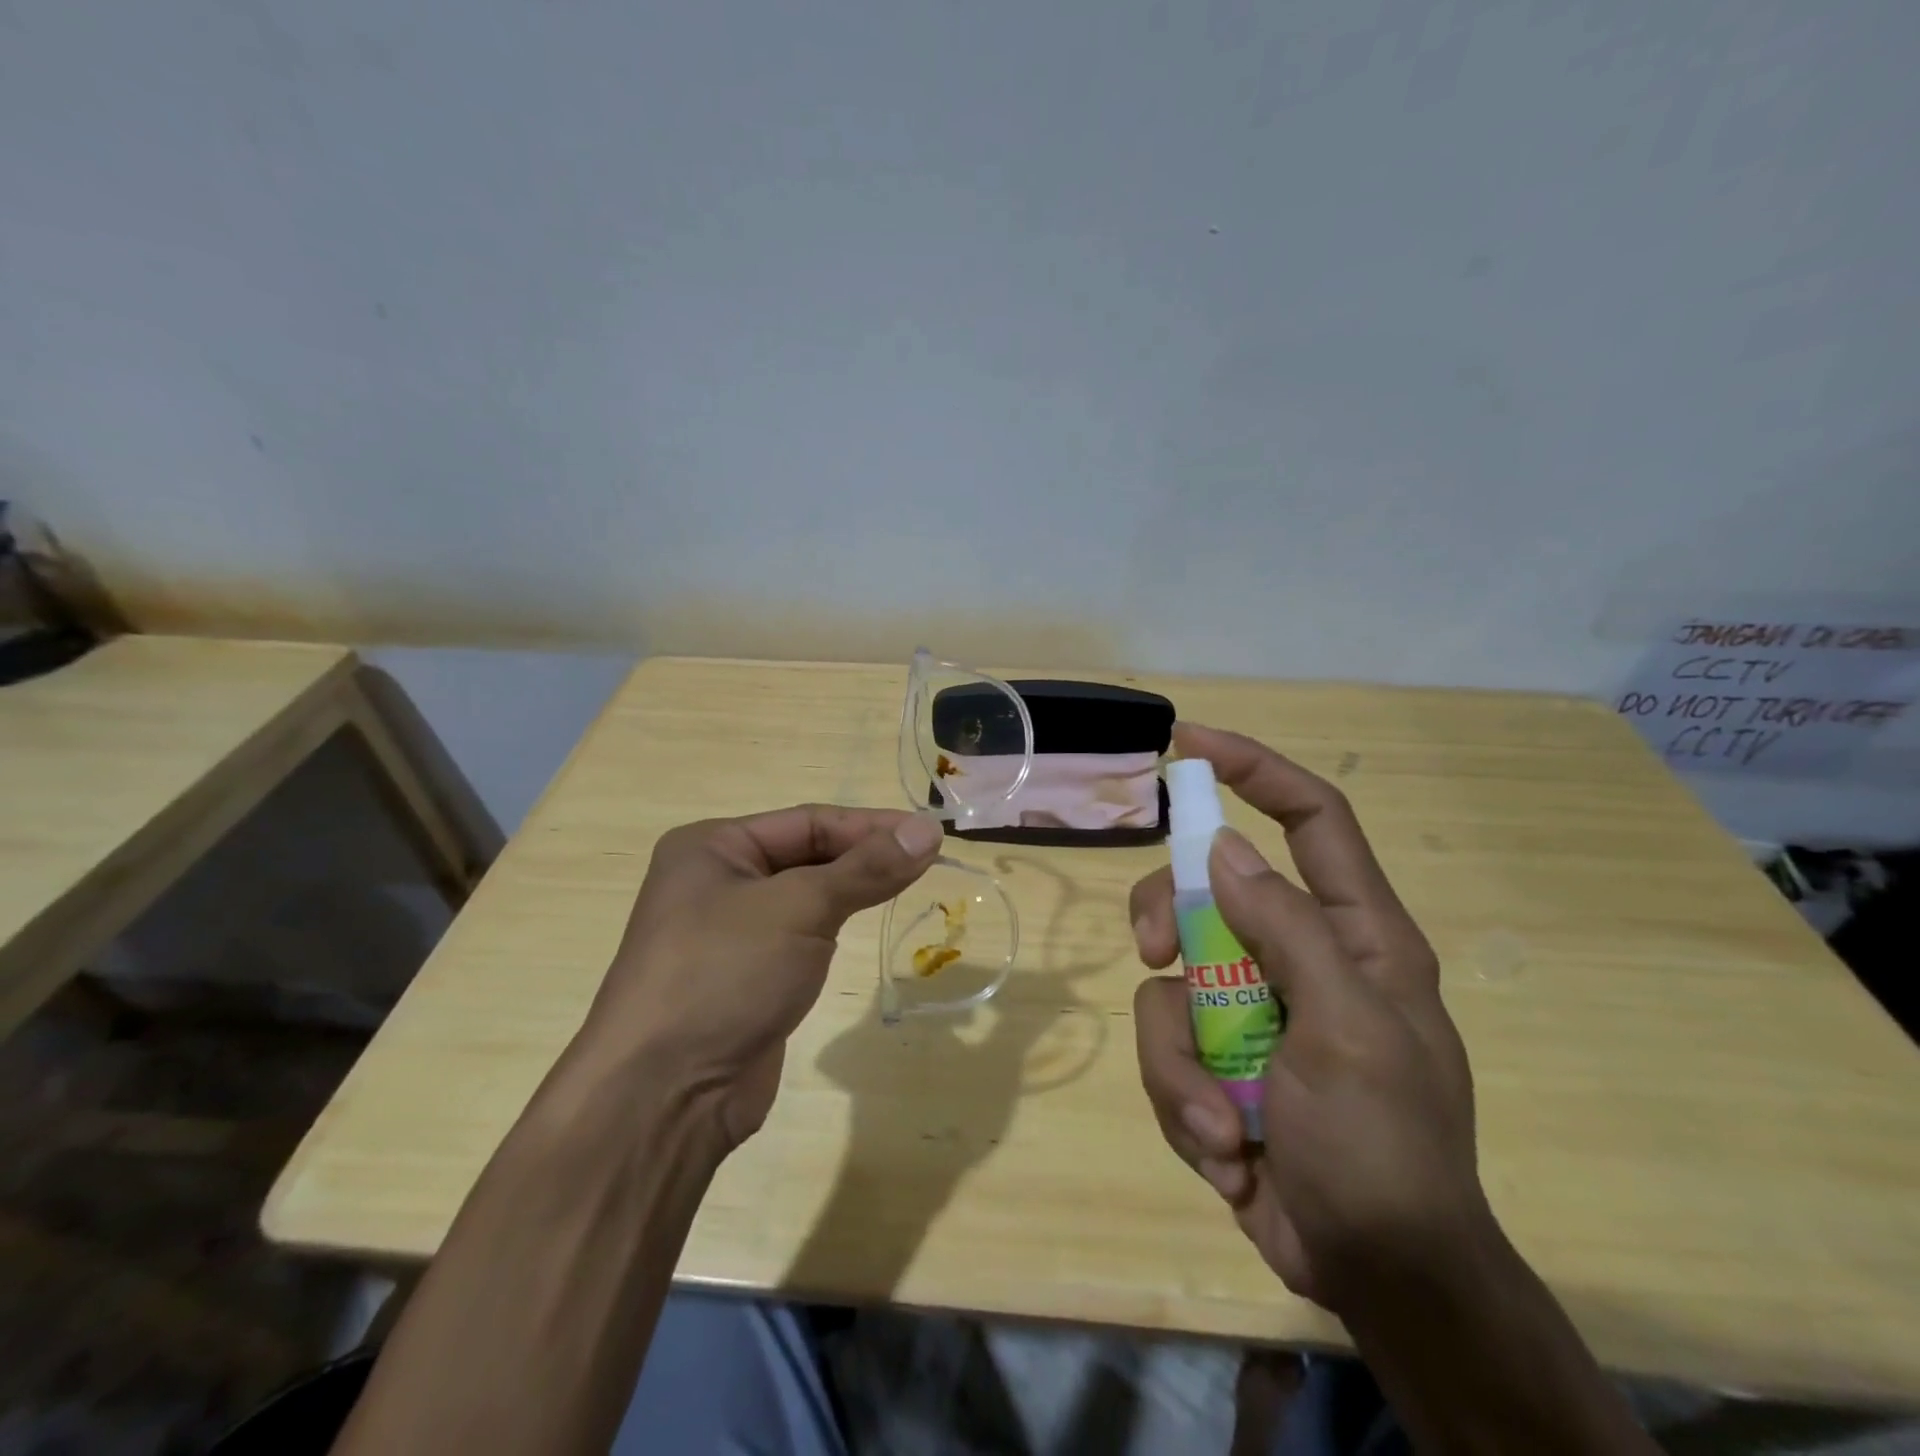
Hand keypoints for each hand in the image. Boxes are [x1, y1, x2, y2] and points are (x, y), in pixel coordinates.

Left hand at [573, 805, 943, 1148]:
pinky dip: (834, 925)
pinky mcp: (747, 975)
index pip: (808, 822)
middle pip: (807, 854)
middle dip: (863, 856)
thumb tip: (928, 829)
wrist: (664, 1095)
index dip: (870, 826)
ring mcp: (730, 931)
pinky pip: (800, 935)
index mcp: (712, 847)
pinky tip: (866, 921)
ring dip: (853, 888)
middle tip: (927, 861)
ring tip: (908, 883)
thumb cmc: (724, 974)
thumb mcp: (799, 908)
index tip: (928, 835)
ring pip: (806, 895)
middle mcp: (717, 880)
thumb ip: (866, 868)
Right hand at [1131, 724, 1487, 1315]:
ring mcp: (1249, 1007)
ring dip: (1179, 1056)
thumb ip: (1288, 930)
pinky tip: (1223, 1149)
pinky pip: (1165, 1045)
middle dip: (1167, 915)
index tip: (1189, 745)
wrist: (1372, 1273)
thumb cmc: (1383, 1147)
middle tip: (1154, 954)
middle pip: (1205, 889)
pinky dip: (1180, 1098)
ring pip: (1167, 979)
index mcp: (1353, 934)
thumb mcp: (1348, 1032)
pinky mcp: (1214, 1057)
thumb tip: (1223, 848)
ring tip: (1218, 1120)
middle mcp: (1296, 956)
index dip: (1255, 770)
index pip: (1312, 818)